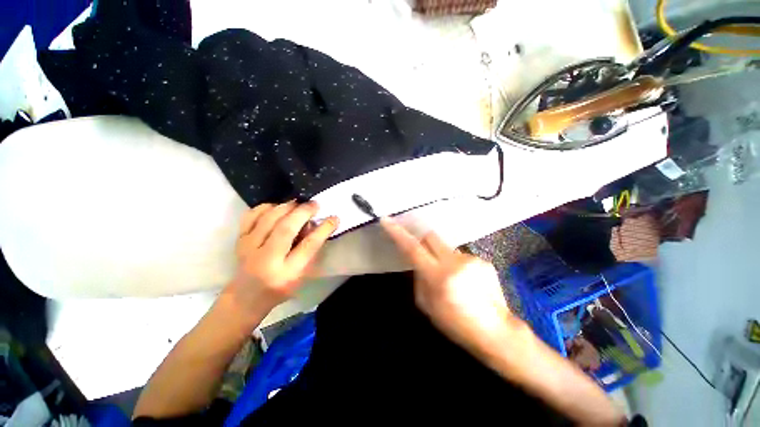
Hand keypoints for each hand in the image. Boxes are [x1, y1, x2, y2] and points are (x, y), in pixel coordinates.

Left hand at [223, 201, 338, 319]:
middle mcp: (267, 259)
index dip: (323, 229)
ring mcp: (249, 248)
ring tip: (298, 203)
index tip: (334, 218)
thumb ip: (309, 250)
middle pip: (286, 228)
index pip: (309, 245)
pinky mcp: (239, 240)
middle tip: (315, 204)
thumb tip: (313, 224)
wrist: (246, 296)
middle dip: (303, 212)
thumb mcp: (302, 274)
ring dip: (287, 207)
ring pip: (269, 218)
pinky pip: (251, 215)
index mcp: (287, 273)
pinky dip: (265, 207)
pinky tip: (276, 207)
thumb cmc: (281, 287)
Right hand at [380, 217, 511, 354]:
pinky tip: (465, 282)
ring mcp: (472, 259)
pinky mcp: (484, 260)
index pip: (413, 249)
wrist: (496, 332)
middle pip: (431, 237)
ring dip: (441, 257)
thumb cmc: (456, 324)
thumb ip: (419, 279)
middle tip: (424, 257)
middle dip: (423, 242)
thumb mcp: (427, 306)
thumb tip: (418, 263)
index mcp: (439, 277)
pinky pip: (461, 256)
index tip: (387, 220)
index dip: (398, 234)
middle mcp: (455, 262)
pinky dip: (456, 264)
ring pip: (446, 247)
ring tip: (451, 279)